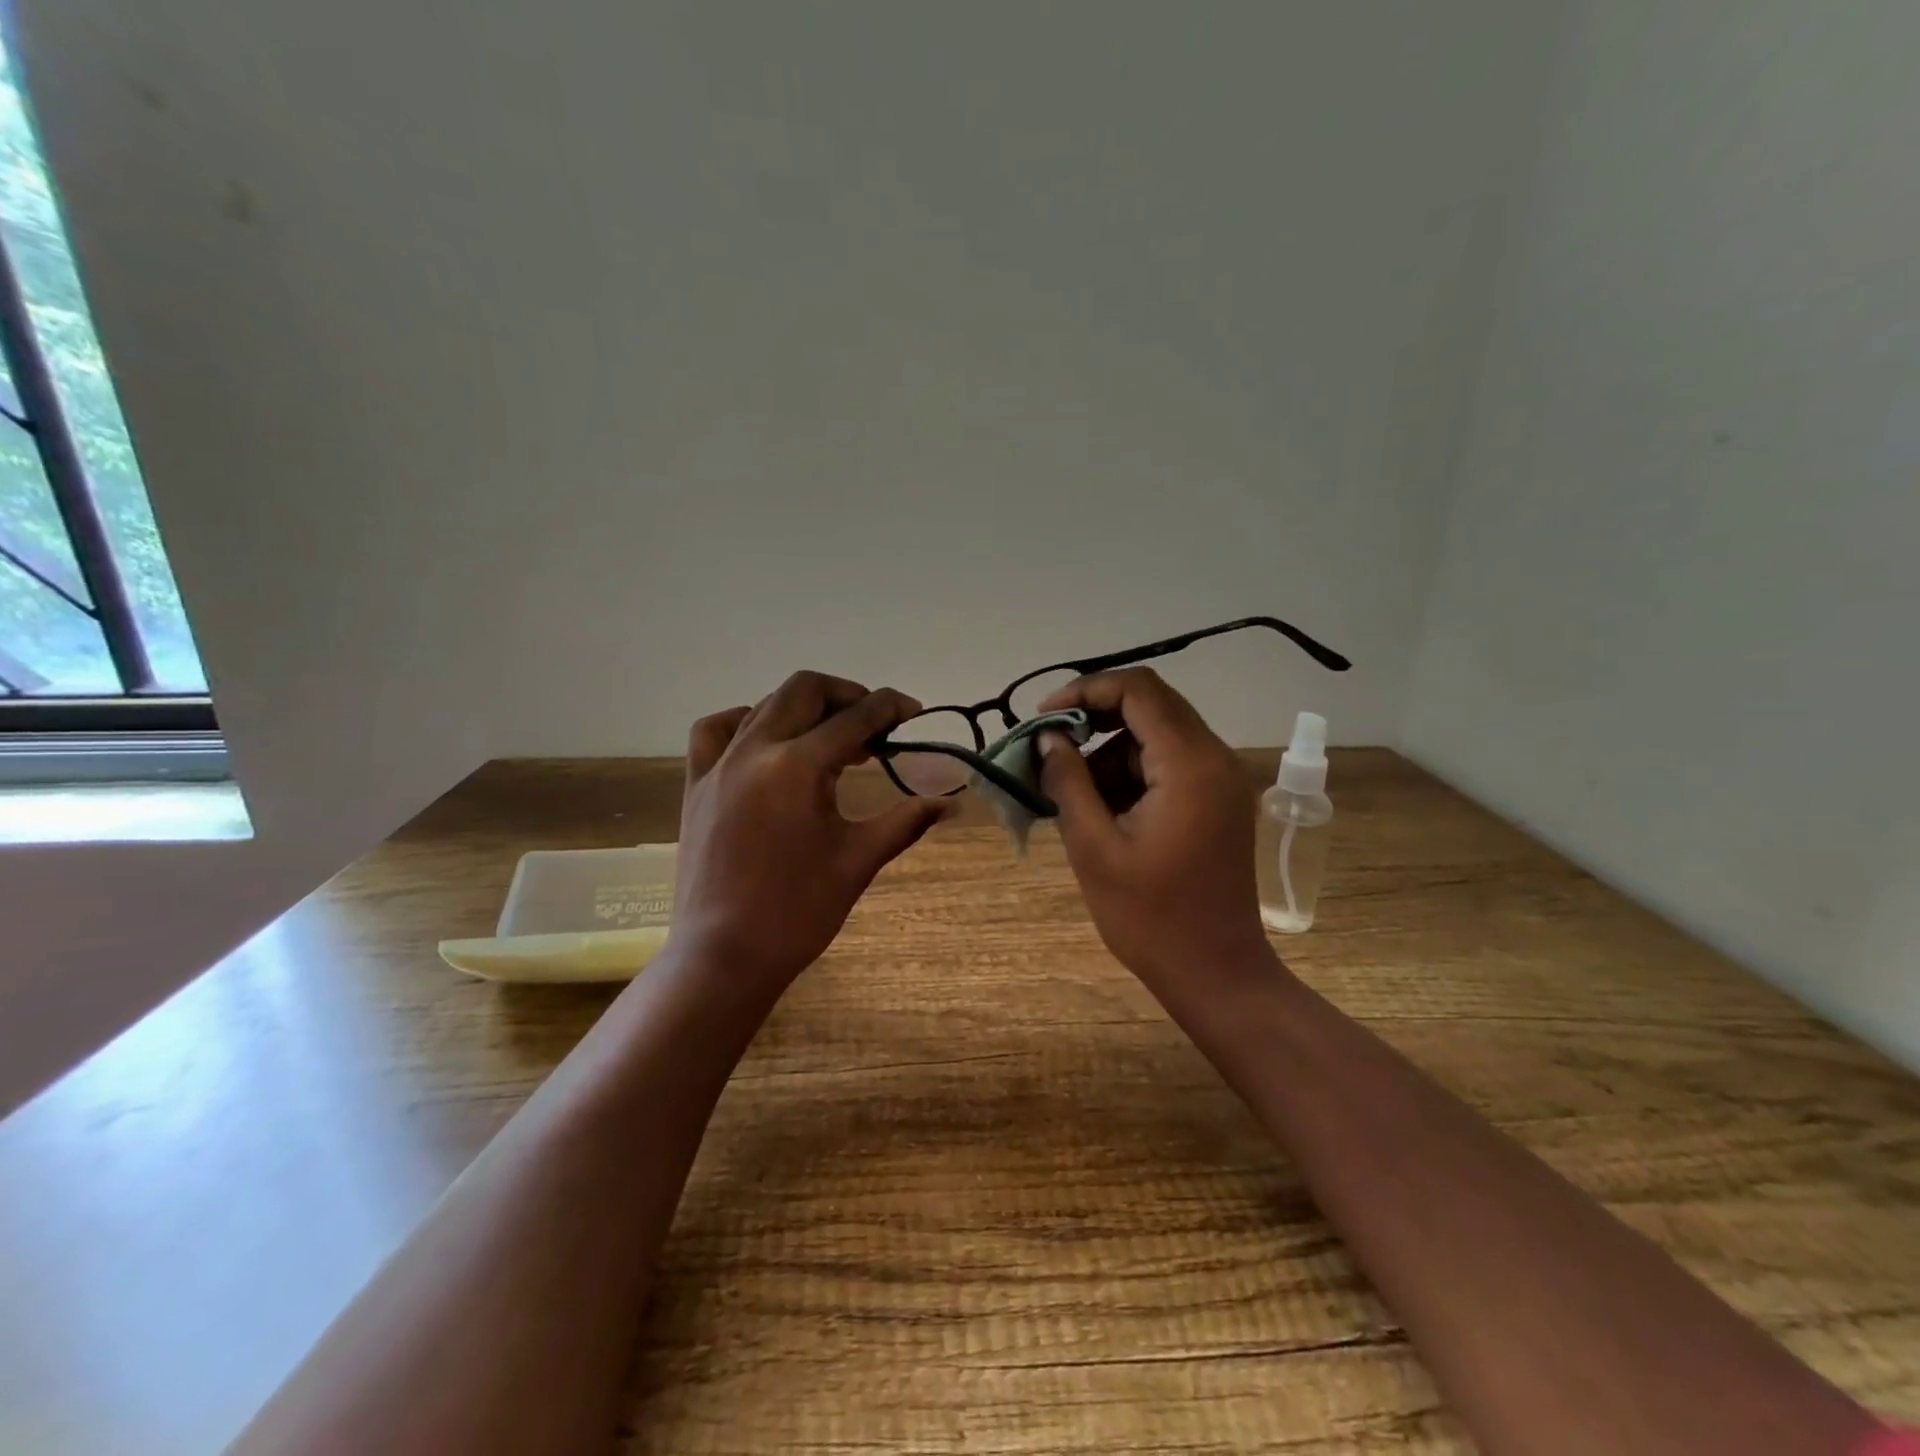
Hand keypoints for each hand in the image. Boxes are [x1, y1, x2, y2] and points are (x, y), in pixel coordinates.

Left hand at [673, 671, 952, 989]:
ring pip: (763, 705)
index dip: (890, 707)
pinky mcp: (696, 785)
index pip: (855, 717)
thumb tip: (950, 803)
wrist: (725, 956)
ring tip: (829, 736)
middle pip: (804, 689)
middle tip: (875, 724)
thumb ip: (905, 821)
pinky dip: (745, 722)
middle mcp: (755, 750)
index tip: (913, 713)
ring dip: (803, 708)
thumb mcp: (858, 861)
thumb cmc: (798, 911)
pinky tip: (766, 742)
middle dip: (846, 695)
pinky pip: (715, 731)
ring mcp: (718, 765)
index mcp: (798, 766)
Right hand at [1037, 668, 1271, 997]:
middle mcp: (1215, 758)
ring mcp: (1222, 779)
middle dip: (1093, 720)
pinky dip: (1131, 773)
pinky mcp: (1219, 800)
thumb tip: (1048, 738)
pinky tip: (1102, 811)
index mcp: (1189, 765)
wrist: (1217, 975)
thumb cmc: (1150, 918)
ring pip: (1155, 735)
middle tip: (1050, 750)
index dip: (1085, 690)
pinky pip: (1168, 763)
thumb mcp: (1094, 847)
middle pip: (1149, 705)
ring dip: (1109, 752)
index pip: (1138, 690)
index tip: (1043, 718)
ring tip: (1071, 795)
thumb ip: (1068, 781)